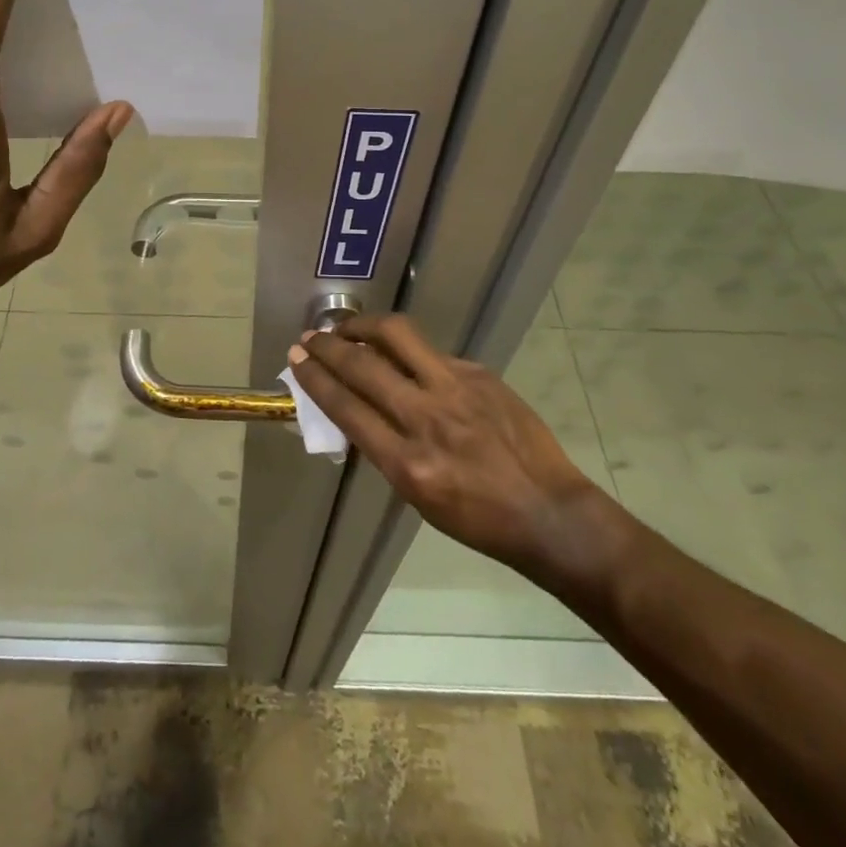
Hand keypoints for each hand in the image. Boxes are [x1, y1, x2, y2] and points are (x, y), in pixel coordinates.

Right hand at [289, 314, 618, 587]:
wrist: (549, 512)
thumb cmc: (477, 519)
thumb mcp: (417, 495)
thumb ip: (384, 448)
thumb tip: (356, 404)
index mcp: (408, 464)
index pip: (347, 407)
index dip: (315, 378)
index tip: (297, 359)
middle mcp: (428, 419)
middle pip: (363, 367)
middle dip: (328, 346)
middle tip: (310, 337)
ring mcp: (457, 390)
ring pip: (397, 337)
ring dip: (363, 327)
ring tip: (347, 328)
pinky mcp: (480, 374)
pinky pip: (431, 353)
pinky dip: (406, 351)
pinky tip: (402, 357)